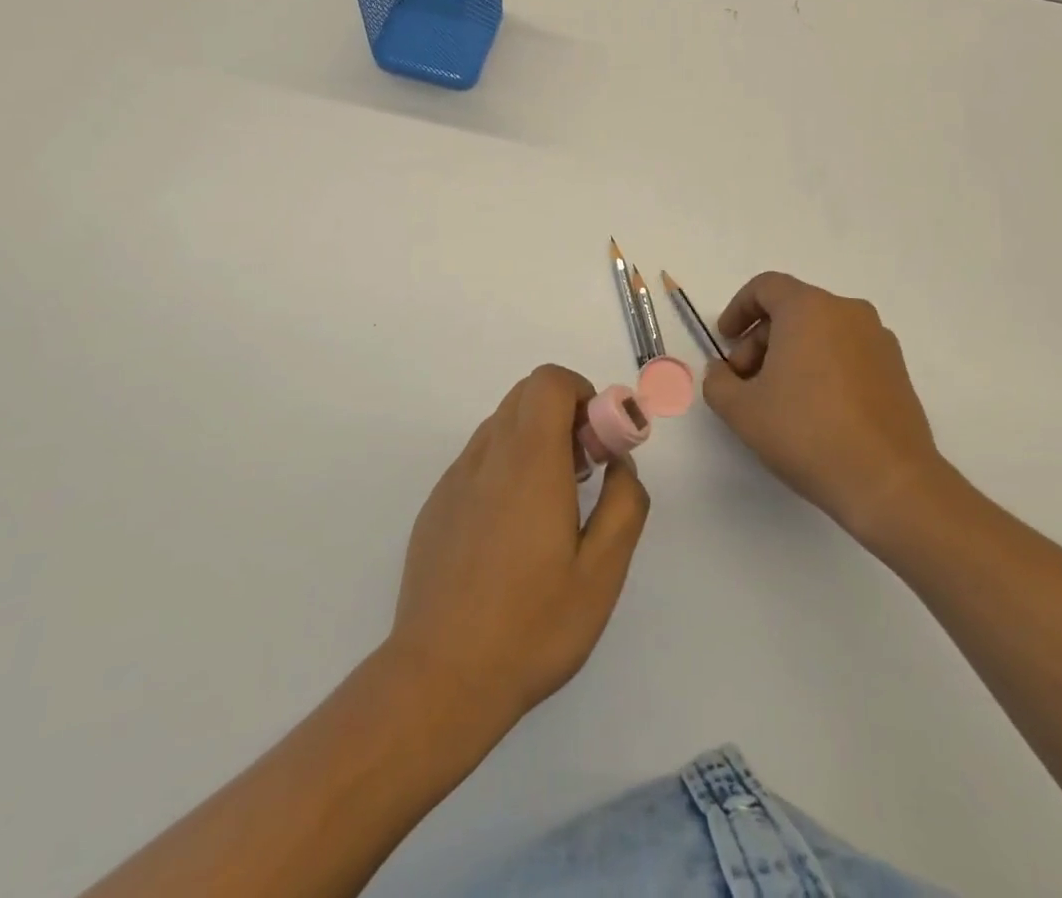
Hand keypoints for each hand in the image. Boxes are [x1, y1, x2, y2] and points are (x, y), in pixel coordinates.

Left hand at [387, 365, 649, 733]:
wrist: (440, 678)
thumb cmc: (531, 626)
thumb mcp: (602, 573)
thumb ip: (625, 505)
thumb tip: (620, 465)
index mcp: (528, 462)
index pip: (548, 382)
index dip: (582, 394)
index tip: (599, 443)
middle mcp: (487, 457)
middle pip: (524, 396)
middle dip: (563, 415)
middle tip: (584, 473)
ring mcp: (454, 480)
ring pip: (500, 426)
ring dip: (534, 440)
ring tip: (552, 506)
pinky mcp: (436, 506)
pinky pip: (478, 460)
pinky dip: (505, 467)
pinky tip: (513, 532)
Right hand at [703, 272, 947, 543]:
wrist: (889, 482)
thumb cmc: (807, 433)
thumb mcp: (741, 410)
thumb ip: (718, 382)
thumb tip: (722, 372)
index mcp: (809, 308)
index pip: (765, 287)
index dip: (738, 310)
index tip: (726, 342)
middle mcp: (847, 312)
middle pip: (792, 310)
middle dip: (761, 340)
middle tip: (746, 382)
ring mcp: (878, 340)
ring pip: (821, 332)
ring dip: (791, 355)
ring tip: (778, 401)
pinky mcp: (897, 370)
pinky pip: (847, 352)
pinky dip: (822, 367)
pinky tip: (814, 410)